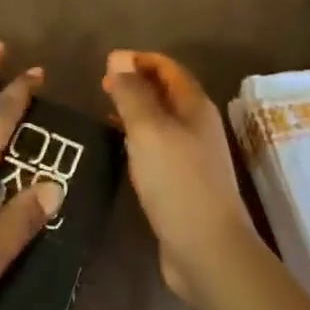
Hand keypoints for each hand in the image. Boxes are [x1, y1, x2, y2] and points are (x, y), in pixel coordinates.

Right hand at [102, 50, 264, 305]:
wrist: (208, 251)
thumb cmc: (177, 182)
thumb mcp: (148, 130)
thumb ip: (132, 93)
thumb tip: (118, 58)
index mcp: (194, 107)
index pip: (168, 68)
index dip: (139, 60)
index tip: (106, 63)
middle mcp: (198, 126)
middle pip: (166, 92)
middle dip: (136, 83)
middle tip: (101, 86)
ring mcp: (193, 156)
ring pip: (162, 120)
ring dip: (136, 110)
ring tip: (104, 112)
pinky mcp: (184, 183)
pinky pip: (158, 147)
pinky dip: (138, 138)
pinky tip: (120, 149)